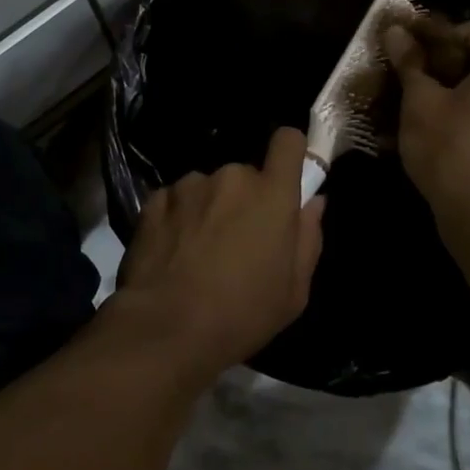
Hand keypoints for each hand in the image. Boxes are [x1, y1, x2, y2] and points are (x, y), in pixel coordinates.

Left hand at [116, 127, 325, 378]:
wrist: (164, 328)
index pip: (288, 141)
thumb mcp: (293, 292)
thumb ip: (308, 238)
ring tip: (199, 252)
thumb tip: (313, 202)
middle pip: (246, 175)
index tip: (287, 176)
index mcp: (272, 194)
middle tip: (238, 242)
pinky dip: (179, 218)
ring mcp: (190, 184)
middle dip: (246, 200)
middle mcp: (232, 176)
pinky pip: (177, 200)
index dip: (290, 152)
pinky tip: (173, 253)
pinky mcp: (155, 198)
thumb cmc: (241, 315)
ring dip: (210, 209)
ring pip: (209, 187)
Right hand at [384, 19, 469, 247]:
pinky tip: (427, 128)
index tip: (403, 46)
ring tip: (408, 101)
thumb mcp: (420, 101)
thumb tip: (395, 30)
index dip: (433, 34)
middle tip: (401, 73)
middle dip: (436, 65)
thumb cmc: (452, 149)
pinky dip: (460, 115)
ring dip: (444, 92)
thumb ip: (409, 62)